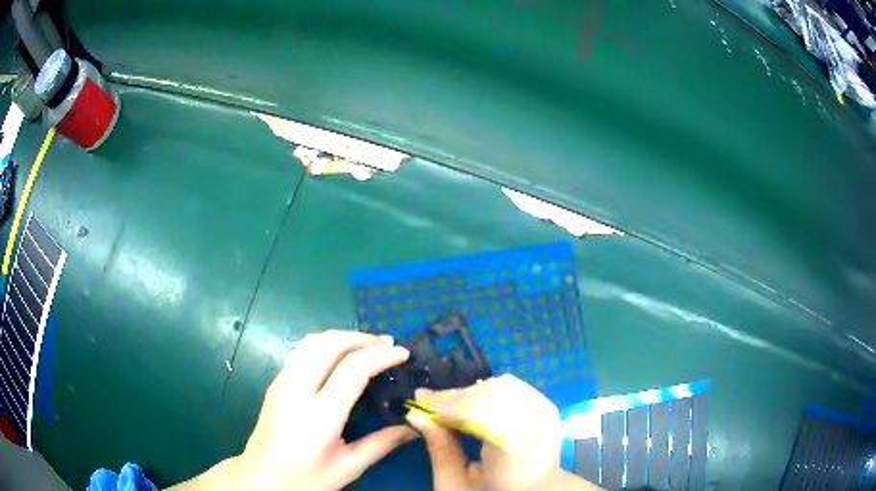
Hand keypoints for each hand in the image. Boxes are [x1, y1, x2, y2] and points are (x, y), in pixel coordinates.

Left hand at [233, 330, 417, 490]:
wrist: (260, 479)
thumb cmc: (305, 479)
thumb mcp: (347, 468)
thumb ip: (381, 444)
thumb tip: (413, 429)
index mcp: (319, 415)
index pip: (353, 369)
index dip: (381, 355)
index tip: (404, 353)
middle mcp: (297, 390)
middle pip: (330, 344)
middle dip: (363, 338)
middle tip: (389, 344)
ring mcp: (281, 383)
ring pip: (312, 341)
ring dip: (342, 336)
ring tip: (367, 344)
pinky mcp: (275, 383)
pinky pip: (301, 351)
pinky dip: (326, 343)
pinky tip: (339, 356)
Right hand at [406, 374, 564, 490]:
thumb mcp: (457, 482)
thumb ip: (439, 448)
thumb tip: (415, 414)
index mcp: (516, 450)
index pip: (481, 412)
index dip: (448, 404)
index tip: (419, 401)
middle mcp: (538, 425)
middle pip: (492, 394)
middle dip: (456, 397)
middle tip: (428, 403)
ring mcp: (547, 412)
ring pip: (501, 385)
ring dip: (471, 393)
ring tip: (449, 407)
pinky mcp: (548, 406)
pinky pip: (513, 387)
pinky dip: (488, 391)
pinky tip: (473, 406)